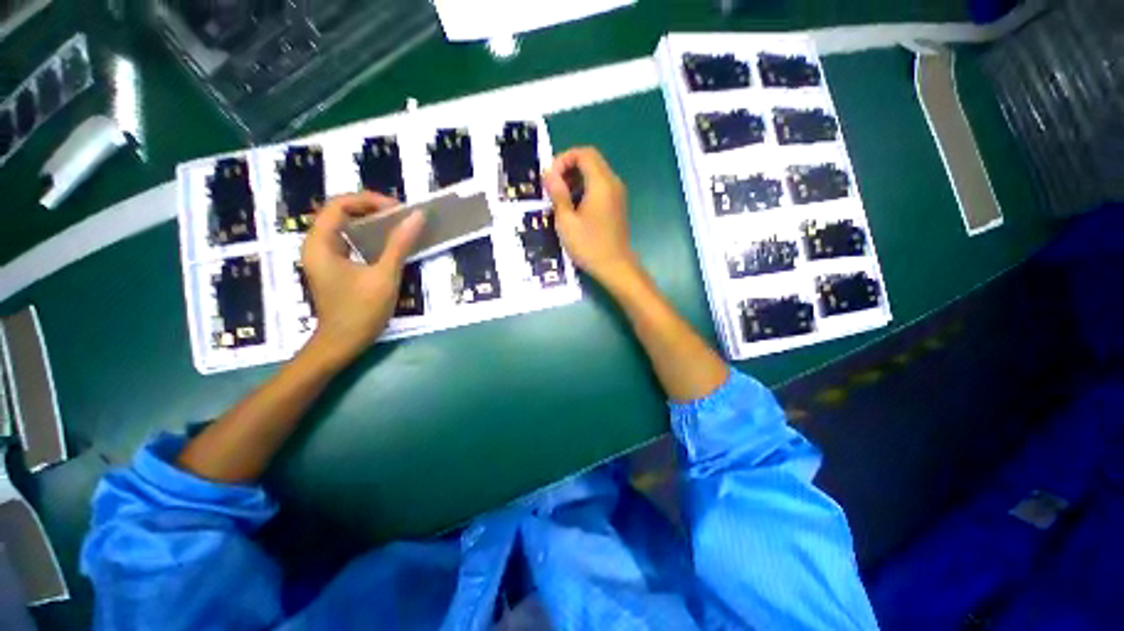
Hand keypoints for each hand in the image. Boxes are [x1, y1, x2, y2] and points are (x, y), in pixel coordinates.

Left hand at [300, 192, 423, 368]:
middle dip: (371, 209)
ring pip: (345, 226)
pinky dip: (369, 237)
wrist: (343, 343)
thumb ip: (399, 244)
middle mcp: (316, 245)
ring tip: (398, 226)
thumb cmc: (361, 311)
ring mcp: (323, 257)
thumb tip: (416, 217)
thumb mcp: (384, 276)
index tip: (397, 210)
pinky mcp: (333, 267)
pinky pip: (349, 241)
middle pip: (340, 212)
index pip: (338, 204)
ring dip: (371, 222)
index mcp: (320, 243)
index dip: (368, 200)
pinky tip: (388, 244)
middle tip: (401, 216)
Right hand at [544, 147, 638, 286]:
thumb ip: (558, 194)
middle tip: (552, 188)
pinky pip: (600, 187)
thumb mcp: (566, 221)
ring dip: (576, 180)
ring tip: (560, 199)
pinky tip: (574, 208)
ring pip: (595, 174)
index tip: (550, 178)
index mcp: (601, 183)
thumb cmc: (589, 246)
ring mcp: (617, 194)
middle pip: (590, 161)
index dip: (563, 159)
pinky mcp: (617, 206)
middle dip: (568, 169)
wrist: (615, 267)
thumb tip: (548, 173)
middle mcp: (613, 183)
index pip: (584, 153)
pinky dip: (585, 189)